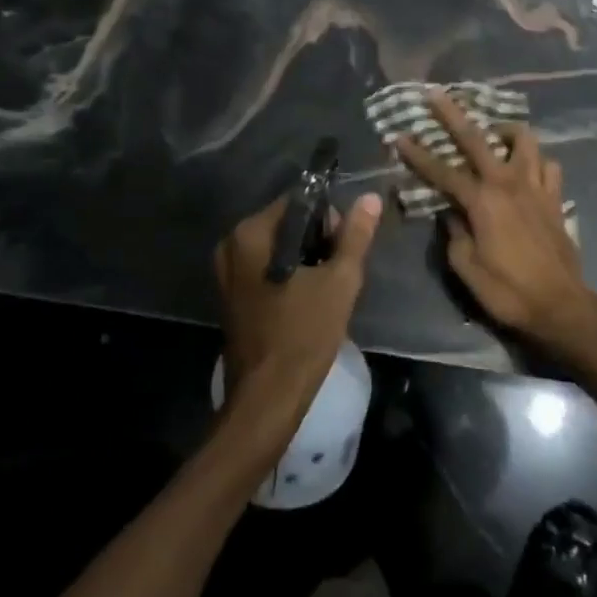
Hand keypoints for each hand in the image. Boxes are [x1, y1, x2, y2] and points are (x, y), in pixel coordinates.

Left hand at [213, 192, 381, 429]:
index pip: (298, 201)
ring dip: (305, 260)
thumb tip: (370, 198)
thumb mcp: (339, 281)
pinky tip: (308, 300)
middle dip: (317, 240)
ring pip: (278, 248)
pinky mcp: (231, 296)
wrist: (268, 399)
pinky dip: (289, 276)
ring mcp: (227, 272)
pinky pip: (266, 269)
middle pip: (287, 224)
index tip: (345, 246)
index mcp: (251, 233)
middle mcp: (232, 244)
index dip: (328, 217)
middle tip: (339, 271)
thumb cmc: (304, 334)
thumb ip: (355, 236)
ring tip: (327, 287)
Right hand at [395, 91, 596, 367]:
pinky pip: (548, 166)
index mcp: (481, 200)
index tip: (398, 134)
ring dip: (505, 131)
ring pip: (524, 140)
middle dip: (453, 114)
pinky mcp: (555, 198)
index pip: (441, 170)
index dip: (417, 153)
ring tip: (493, 134)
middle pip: (477, 138)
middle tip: (436, 94)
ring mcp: (536, 187)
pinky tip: (526, 169)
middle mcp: (508, 183)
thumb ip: (454, 233)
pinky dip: (536, 161)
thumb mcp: (466, 268)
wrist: (561, 307)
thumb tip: (450, 213)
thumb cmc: (508, 291)